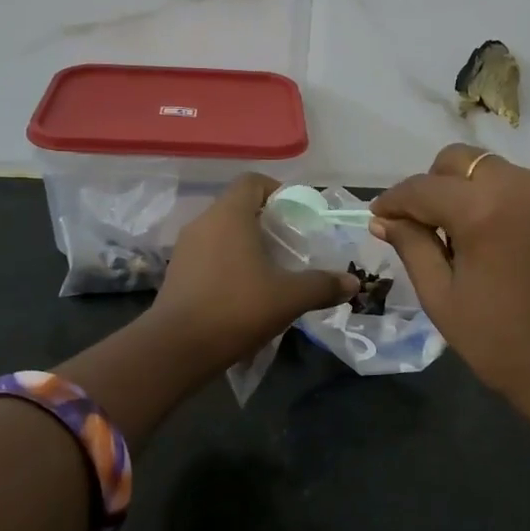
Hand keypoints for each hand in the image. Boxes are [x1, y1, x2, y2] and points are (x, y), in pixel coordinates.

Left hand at [149, 173, 359, 369]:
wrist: (176, 349)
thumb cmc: (236, 309)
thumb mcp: (289, 298)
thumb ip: (323, 285)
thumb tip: (353, 283)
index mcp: (229, 215)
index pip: (253, 181)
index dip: (277, 190)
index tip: (297, 215)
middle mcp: (204, 223)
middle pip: (238, 206)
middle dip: (266, 221)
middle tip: (291, 245)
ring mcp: (185, 248)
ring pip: (222, 232)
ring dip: (246, 244)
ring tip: (271, 269)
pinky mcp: (176, 273)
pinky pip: (208, 255)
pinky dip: (228, 263)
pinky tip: (245, 290)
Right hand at [371, 145, 529, 432]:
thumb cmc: (498, 341)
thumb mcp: (441, 296)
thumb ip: (411, 246)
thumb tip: (384, 218)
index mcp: (482, 209)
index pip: (423, 187)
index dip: (394, 200)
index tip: (380, 215)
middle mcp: (522, 187)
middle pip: (463, 160)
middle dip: (436, 184)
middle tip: (427, 223)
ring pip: (499, 171)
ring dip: (474, 191)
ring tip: (469, 235)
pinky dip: (510, 206)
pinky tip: (508, 245)